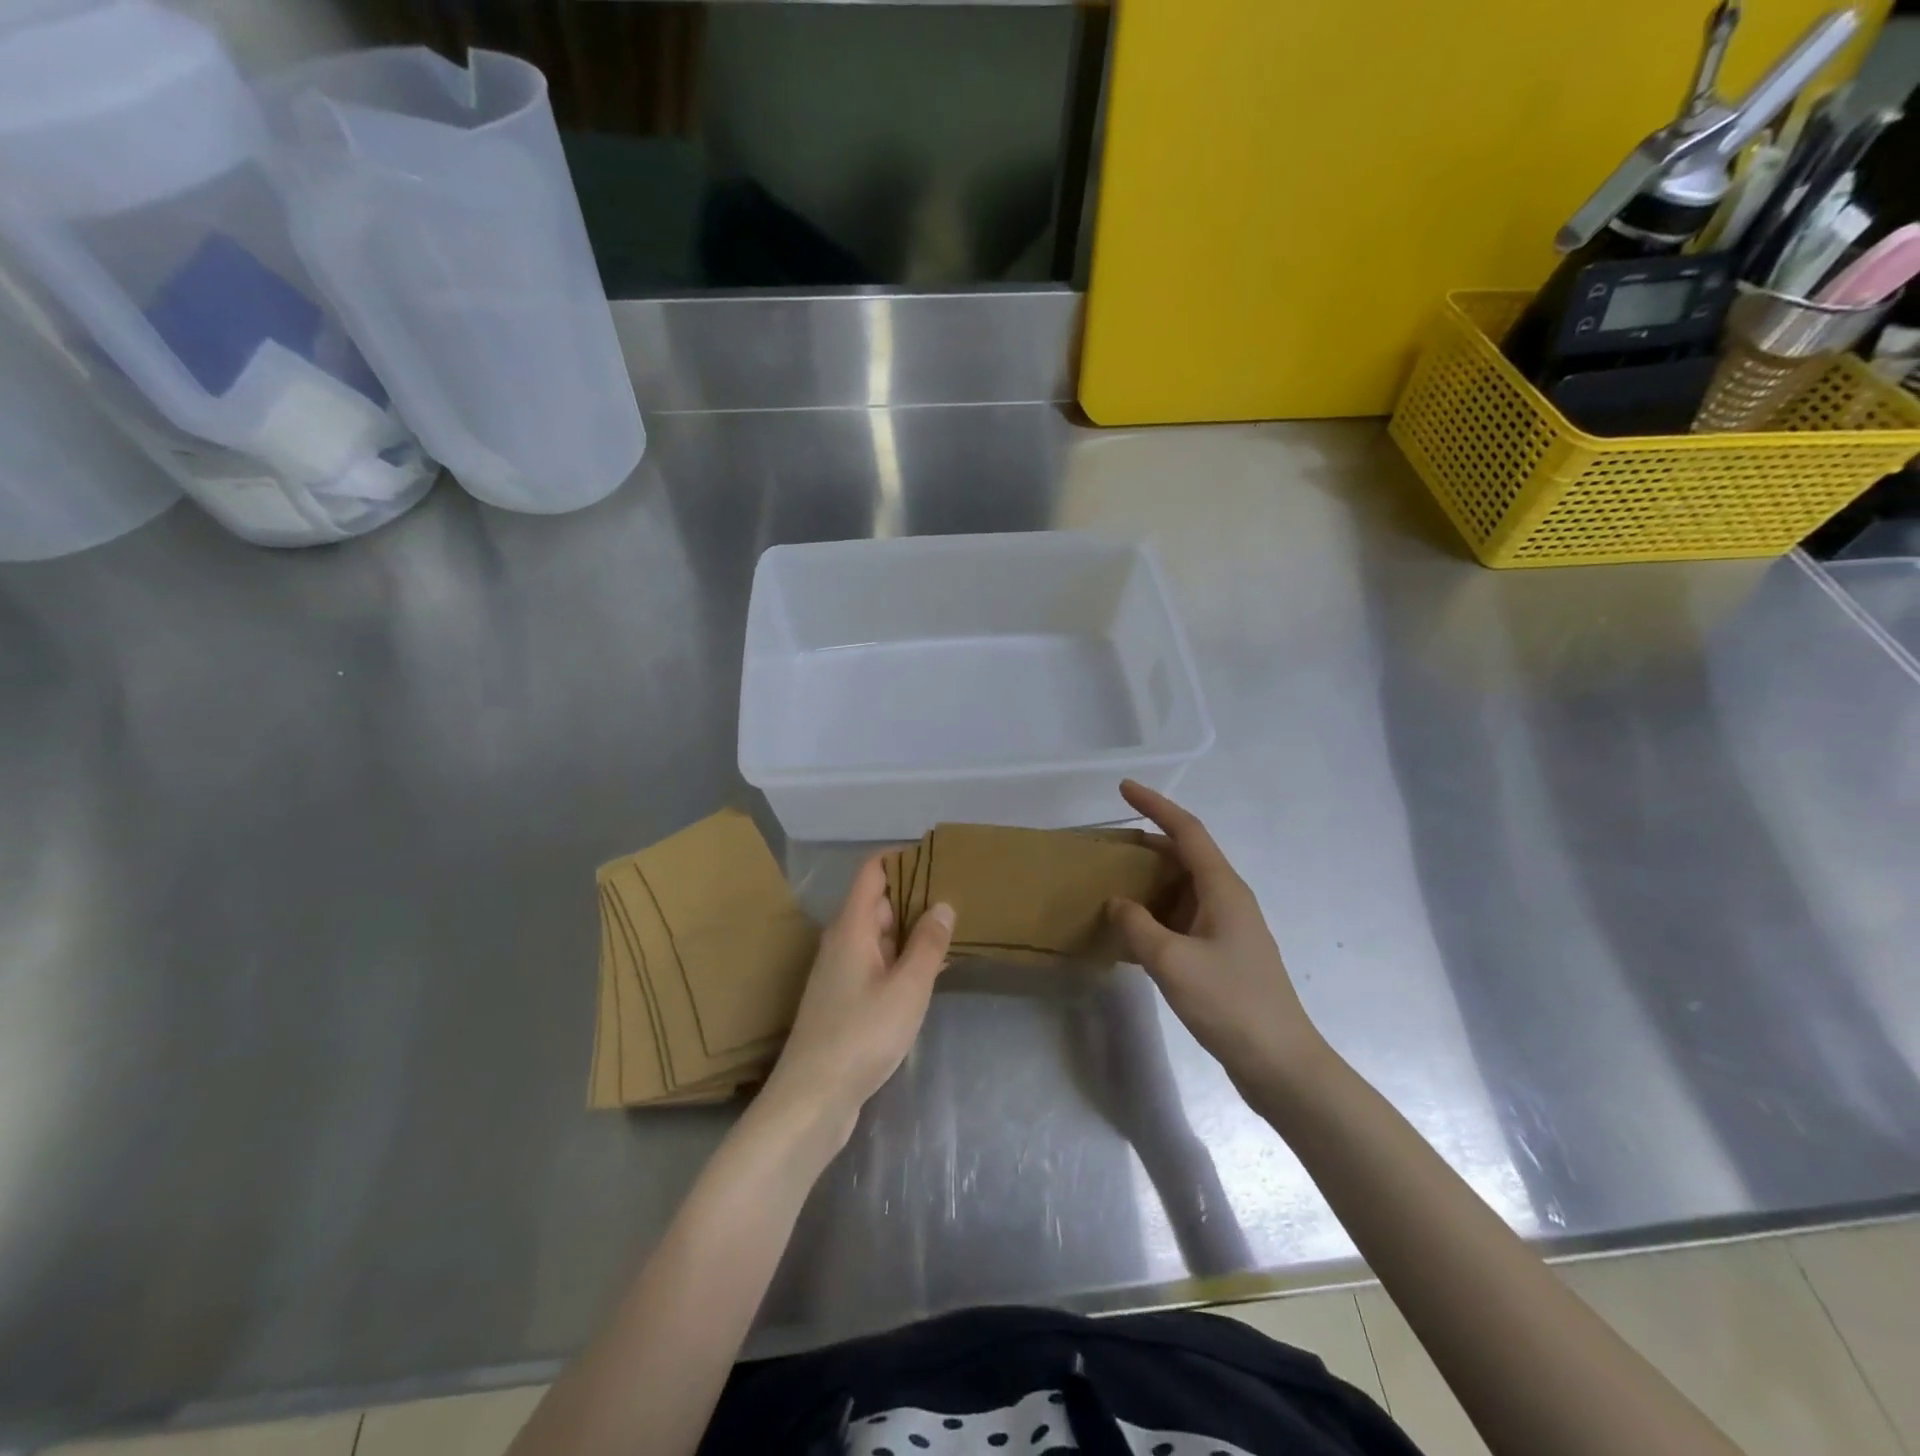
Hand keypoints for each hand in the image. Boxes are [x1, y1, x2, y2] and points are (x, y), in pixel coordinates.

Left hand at [760, 854, 954, 1143]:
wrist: (813, 1098)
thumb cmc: (862, 1035)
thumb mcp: (907, 988)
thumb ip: (928, 944)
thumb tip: (943, 903)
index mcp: (852, 927)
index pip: (872, 872)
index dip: (902, 858)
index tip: (937, 858)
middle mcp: (843, 941)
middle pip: (878, 902)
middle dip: (915, 895)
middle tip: (959, 895)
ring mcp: (841, 971)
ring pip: (880, 935)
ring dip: (912, 930)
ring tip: (954, 928)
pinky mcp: (845, 998)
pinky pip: (878, 963)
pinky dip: (903, 958)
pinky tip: (932, 970)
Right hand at [1106, 780, 1329, 1097]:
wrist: (1281, 1064)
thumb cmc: (1230, 1004)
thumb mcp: (1172, 962)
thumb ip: (1137, 926)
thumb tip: (1117, 903)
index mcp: (1223, 889)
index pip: (1187, 831)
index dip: (1156, 805)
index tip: (1124, 788)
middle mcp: (1228, 900)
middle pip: (1184, 857)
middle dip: (1146, 846)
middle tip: (1106, 847)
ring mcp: (1227, 929)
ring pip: (1182, 889)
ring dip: (1149, 883)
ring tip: (1110, 885)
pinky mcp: (1222, 956)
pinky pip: (1182, 919)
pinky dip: (1155, 915)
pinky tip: (1131, 932)